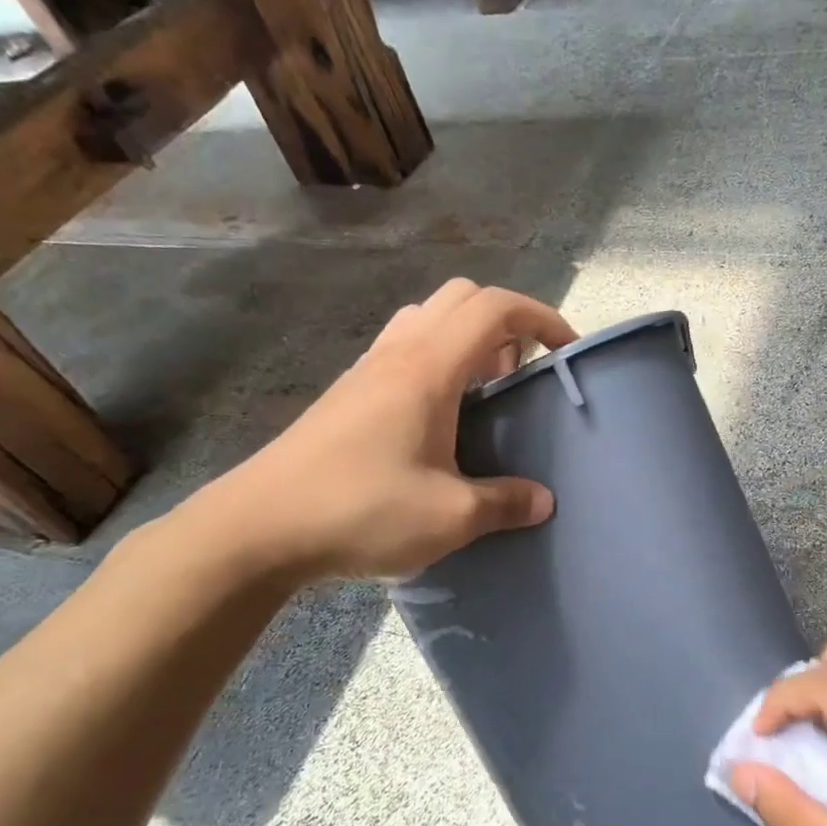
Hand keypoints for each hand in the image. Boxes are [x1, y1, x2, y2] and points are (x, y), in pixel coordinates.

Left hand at [173, 279, 577, 584]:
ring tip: (484, 390)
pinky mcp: (347, 393)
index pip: (495, 308)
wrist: (258, 528)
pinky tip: (440, 416)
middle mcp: (398, 353)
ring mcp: (367, 369)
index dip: (542, 317)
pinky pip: (403, 347)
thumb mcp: (450, 517)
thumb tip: (543, 501)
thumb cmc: (361, 510)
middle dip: (506, 321)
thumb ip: (505, 503)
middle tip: (524, 371)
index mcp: (429, 368)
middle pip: (461, 297)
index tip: (568, 351)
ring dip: (467, 337)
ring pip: (427, 318)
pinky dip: (437, 358)